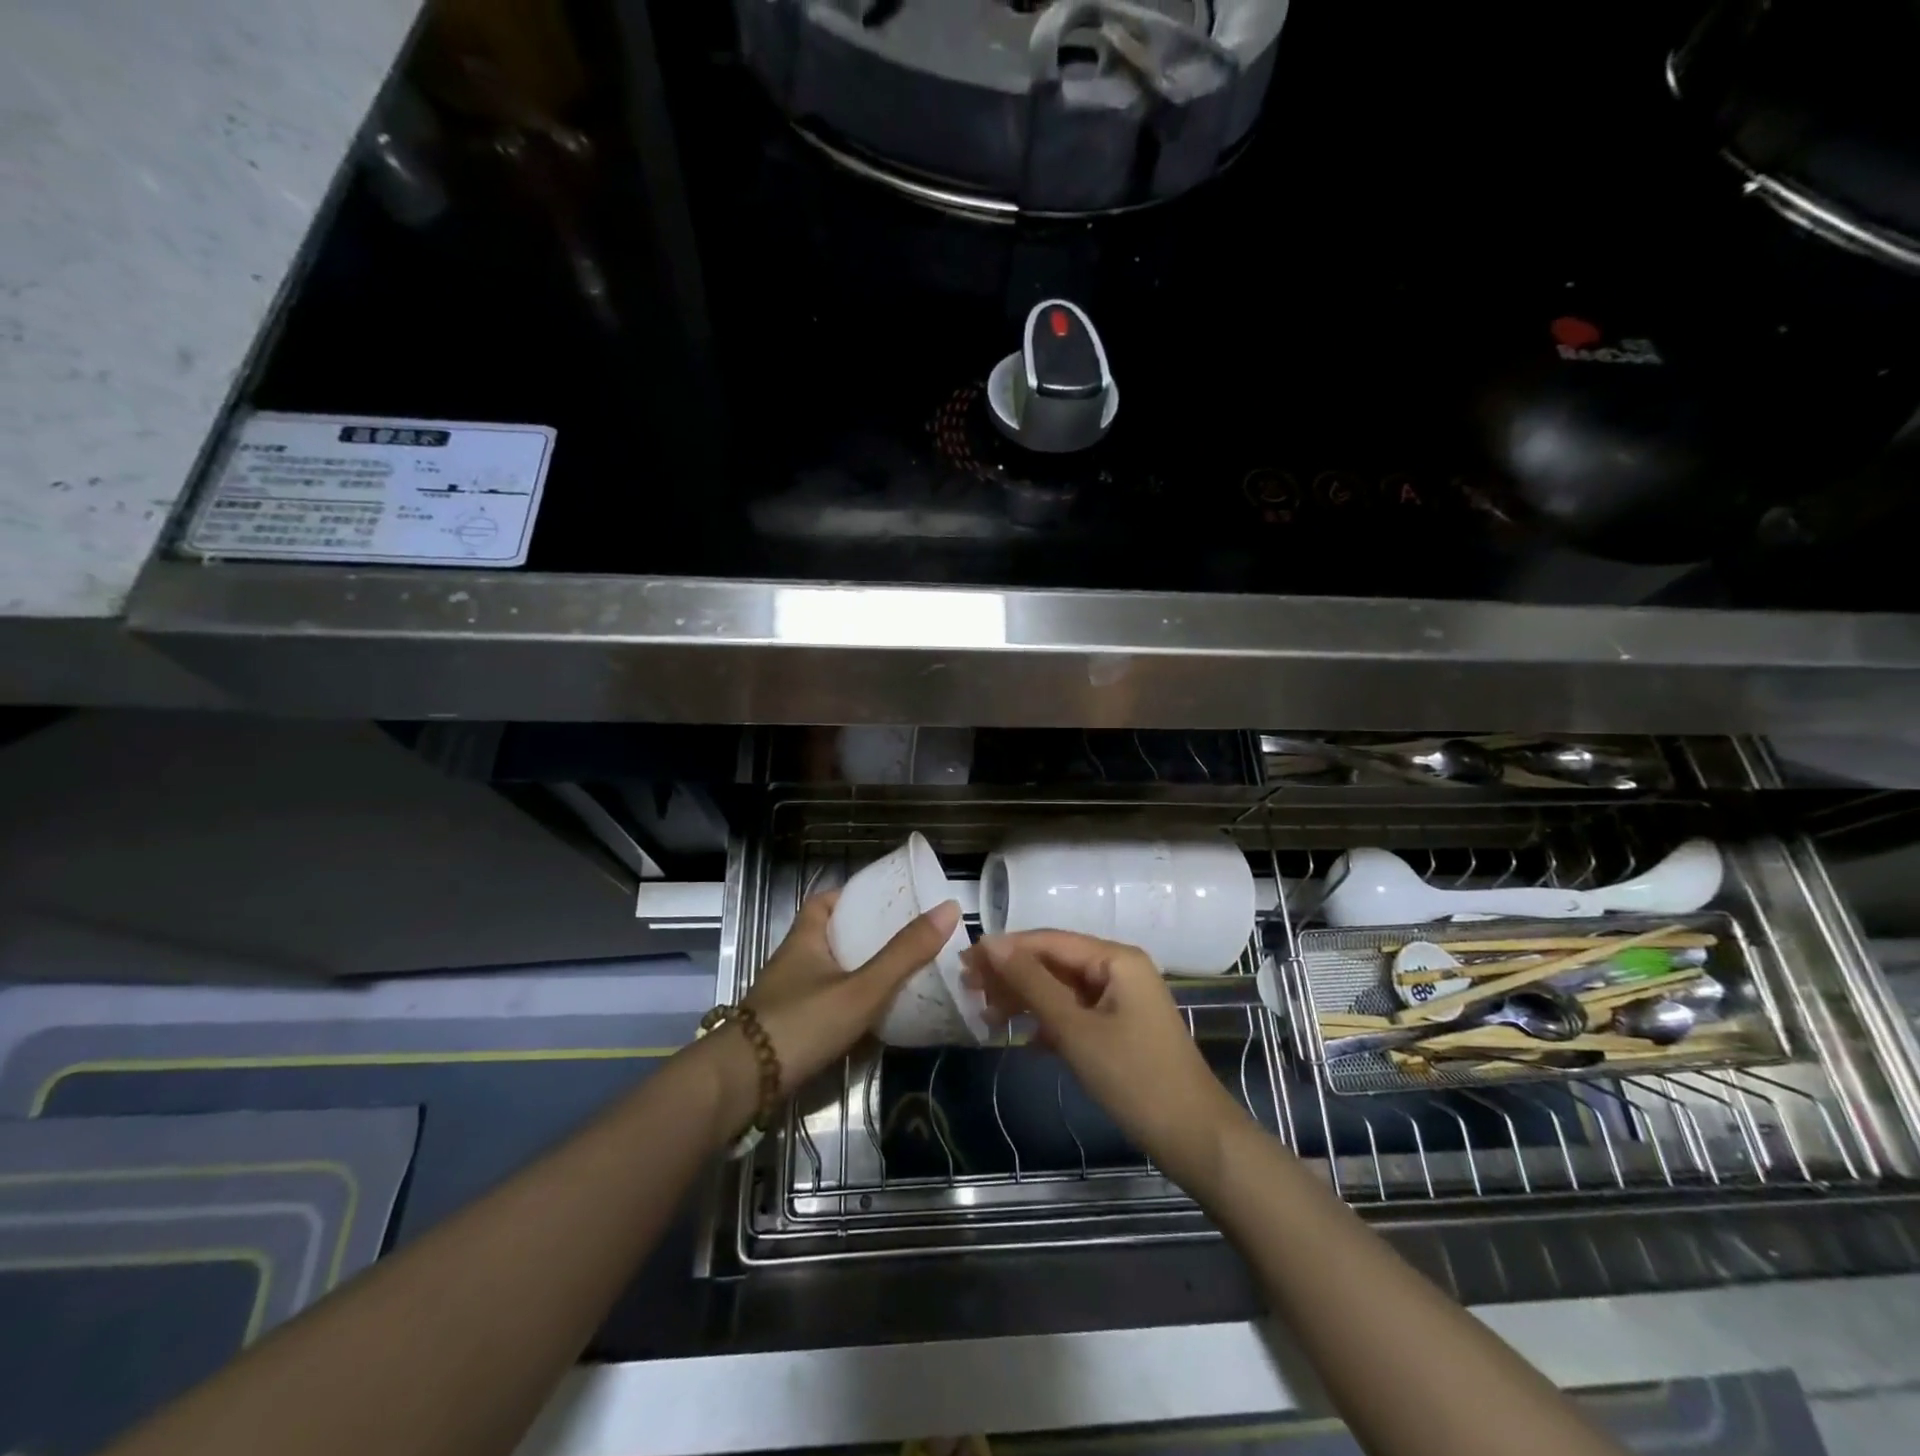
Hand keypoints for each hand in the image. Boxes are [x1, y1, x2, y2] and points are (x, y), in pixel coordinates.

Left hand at [703, 891, 960, 1143]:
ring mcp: (789, 997)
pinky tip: (875, 1017)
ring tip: (900, 974)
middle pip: (830, 937)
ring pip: (829, 973)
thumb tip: (948, 909)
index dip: (852, 896)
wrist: (745, 1084)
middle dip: (864, 936)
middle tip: (904, 938)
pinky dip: (849, 1005)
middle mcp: (794, 962)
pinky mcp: (790, 1029)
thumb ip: (904, 953)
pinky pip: (826, 1005)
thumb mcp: (862, 987)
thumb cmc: (802, 1022)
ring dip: (858, 972)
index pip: (824, 902)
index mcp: (805, 939)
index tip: (885, 900)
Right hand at [963, 931, 1248, 1186]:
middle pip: (1054, 961)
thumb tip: (991, 943)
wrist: (1194, 1138)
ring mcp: (1121, 1000)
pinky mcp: (1120, 1029)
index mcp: (1115, 958)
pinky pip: (1076, 1013)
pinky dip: (1048, 1022)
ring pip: (1062, 988)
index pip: (1049, 941)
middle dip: (1012, 974)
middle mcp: (1119, 969)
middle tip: (968, 989)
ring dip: (1026, 999)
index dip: (1005, 949)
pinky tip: (1022, 1039)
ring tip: (986, 1015)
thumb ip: (1032, 983)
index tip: (964, 961)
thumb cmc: (1134, 1078)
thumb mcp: (1075, 1029)